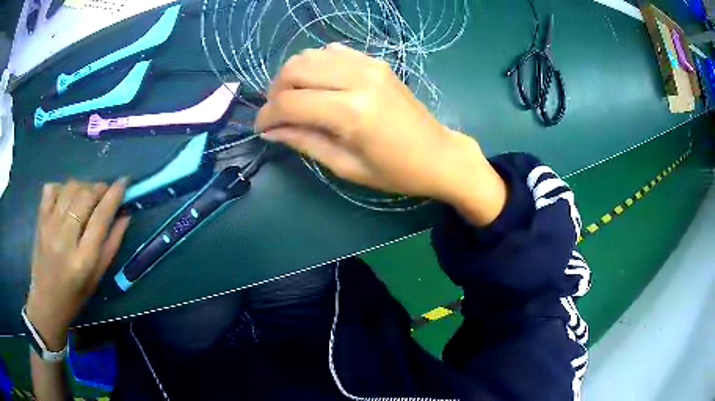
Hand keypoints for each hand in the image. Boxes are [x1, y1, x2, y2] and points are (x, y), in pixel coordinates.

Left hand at [26, 179, 129, 349]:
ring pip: (70, 188)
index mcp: (83, 259)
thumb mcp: (97, 277)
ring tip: (86, 198)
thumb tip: (125, 215)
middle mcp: (65, 238)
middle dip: (99, 188)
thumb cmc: (75, 295)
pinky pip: (52, 188)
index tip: (124, 182)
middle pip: (85, 196)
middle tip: (104, 194)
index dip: (114, 195)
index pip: (101, 217)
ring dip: (83, 187)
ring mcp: (49, 225)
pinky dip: (62, 188)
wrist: (46, 301)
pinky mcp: (40, 219)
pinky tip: (66, 200)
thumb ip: (112, 244)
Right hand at [256, 43, 506, 224]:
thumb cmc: (395, 171)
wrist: (438, 155)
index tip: (261, 127)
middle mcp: (358, 78)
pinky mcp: (376, 62)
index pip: (290, 102)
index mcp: (351, 112)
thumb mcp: (346, 166)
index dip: (267, 115)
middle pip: (295, 68)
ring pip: (310, 55)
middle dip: (275, 90)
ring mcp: (369, 65)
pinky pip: (333, 52)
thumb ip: (305, 142)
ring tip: (294, 98)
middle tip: (276, 112)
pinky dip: (316, 65)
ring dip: (293, 75)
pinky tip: (319, 84)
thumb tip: (271, 130)